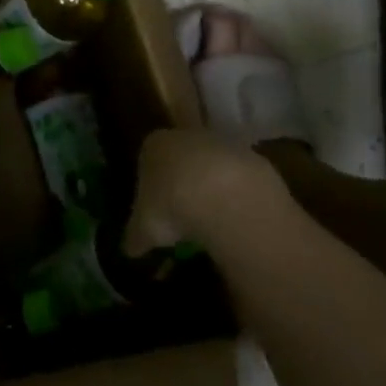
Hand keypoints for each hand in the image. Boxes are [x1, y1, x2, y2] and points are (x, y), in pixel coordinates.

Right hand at [122, 128, 296, 263]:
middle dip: (182, 183)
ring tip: (211, 223)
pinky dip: (238, 198)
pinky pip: (241, 180)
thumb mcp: (144, 229)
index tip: (154, 207)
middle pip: (181, 158)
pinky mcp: (255, 159)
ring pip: (213, 167)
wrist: (227, 198)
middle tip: (182, 216)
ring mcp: (224, 145)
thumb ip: (135, 236)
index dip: (149, 183)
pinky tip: (236, 221)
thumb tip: (130, 249)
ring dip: (212, 190)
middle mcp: (187, 136)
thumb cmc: (171, 205)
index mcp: (153, 145)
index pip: (147, 158)